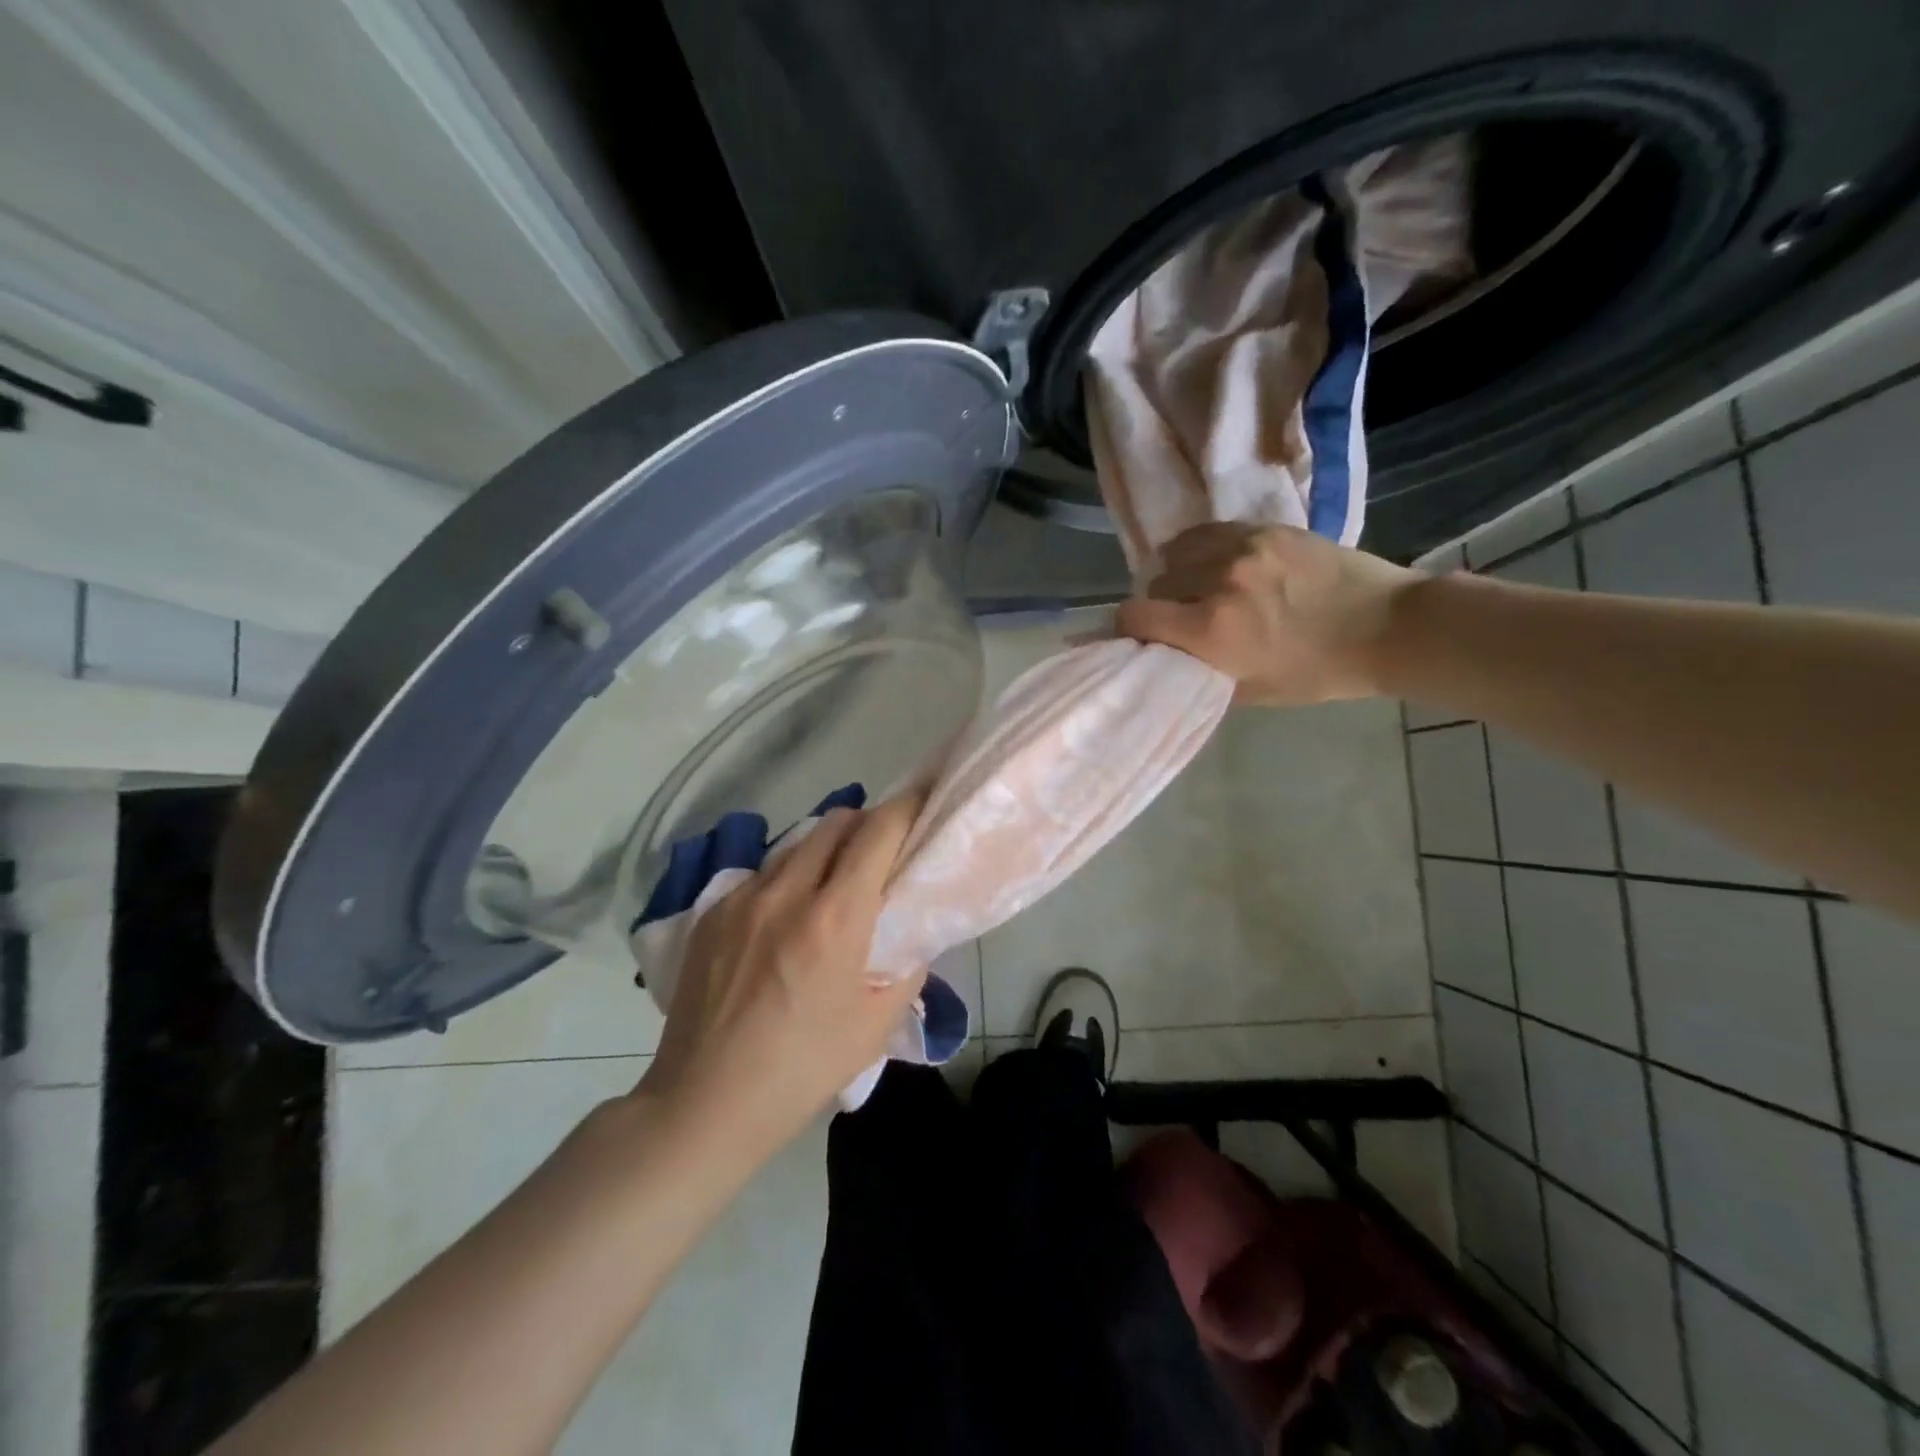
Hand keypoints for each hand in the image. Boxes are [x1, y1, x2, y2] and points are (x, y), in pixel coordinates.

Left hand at [638, 798, 923, 1155]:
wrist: (704, 1103)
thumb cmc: (802, 1069)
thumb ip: (905, 965)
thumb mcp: (876, 1025)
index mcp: (835, 919)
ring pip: (796, 845)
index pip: (877, 833)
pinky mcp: (711, 913)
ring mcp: (742, 898)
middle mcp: (786, 892)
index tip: (921, 804)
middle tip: (880, 854)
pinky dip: (786, 880)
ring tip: (831, 886)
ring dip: (825, 851)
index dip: (905, 809)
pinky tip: (784, 920)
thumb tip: (911, 930)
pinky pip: (762, 876)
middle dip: (866, 825)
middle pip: (836, 822)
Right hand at [1115, 523, 1420, 704]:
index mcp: (1211, 630)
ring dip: (1179, 571)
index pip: (1135, 615)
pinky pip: (1209, 532)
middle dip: (1161, 602)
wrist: (1387, 627)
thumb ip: (1200, 672)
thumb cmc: (1318, 672)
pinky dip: (1201, 548)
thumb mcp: (1251, 691)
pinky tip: (1216, 562)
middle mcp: (1217, 582)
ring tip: (1198, 585)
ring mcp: (1242, 548)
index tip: (1139, 634)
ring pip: (1178, 551)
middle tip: (1182, 617)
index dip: (1127, 626)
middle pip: (1156, 583)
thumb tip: (1166, 658)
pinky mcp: (1265, 528)